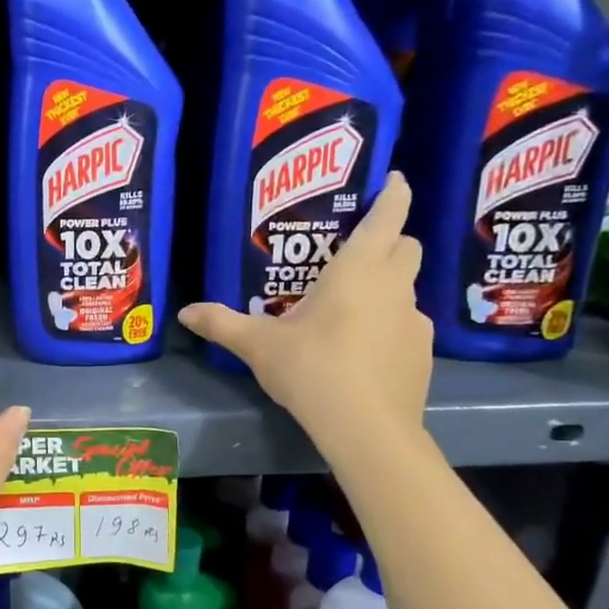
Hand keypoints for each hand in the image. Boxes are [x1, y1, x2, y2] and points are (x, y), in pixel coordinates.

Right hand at [178, 172, 432, 449]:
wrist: (366, 429)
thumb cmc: (312, 369)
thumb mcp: (258, 345)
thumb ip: (222, 323)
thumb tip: (185, 312)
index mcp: (358, 271)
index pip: (388, 217)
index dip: (394, 193)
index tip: (395, 179)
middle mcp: (394, 287)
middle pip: (406, 248)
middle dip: (389, 241)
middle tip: (355, 252)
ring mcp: (415, 322)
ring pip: (407, 289)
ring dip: (387, 287)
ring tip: (350, 310)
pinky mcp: (423, 355)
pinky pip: (407, 326)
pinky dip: (389, 326)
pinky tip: (363, 352)